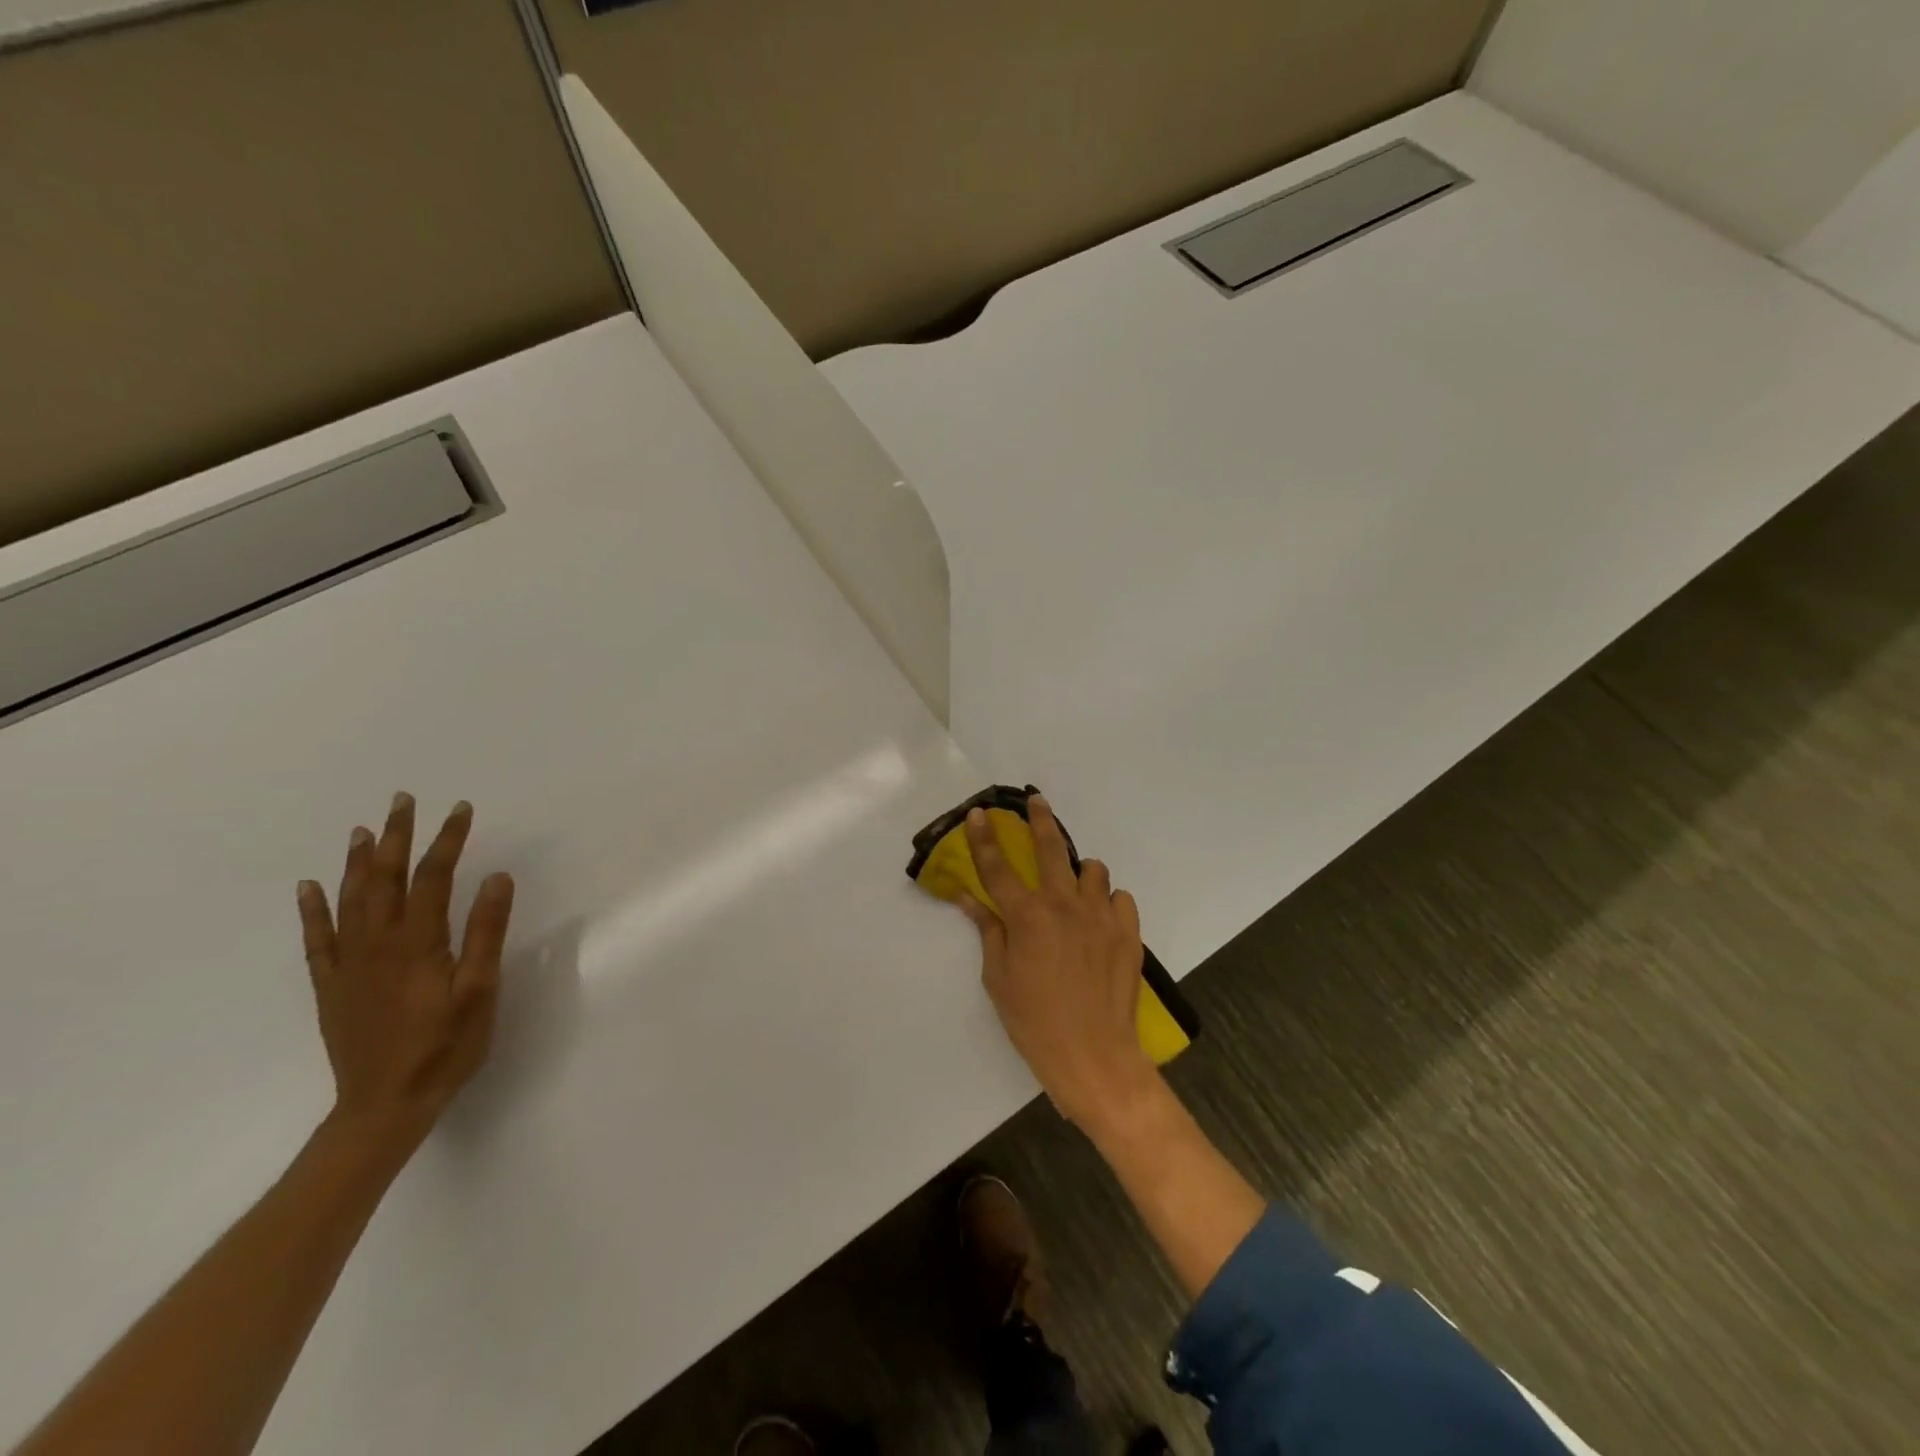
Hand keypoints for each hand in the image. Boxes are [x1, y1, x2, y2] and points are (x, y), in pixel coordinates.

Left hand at [296, 794, 514, 1155]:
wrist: (385, 1106)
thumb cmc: (446, 1046)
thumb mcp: (480, 990)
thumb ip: (486, 932)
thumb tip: (495, 877)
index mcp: (418, 943)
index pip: (433, 877)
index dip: (447, 840)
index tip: (460, 808)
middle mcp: (377, 944)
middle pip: (386, 879)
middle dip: (396, 837)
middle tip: (402, 800)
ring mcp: (348, 964)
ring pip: (350, 900)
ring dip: (358, 861)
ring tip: (364, 829)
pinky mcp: (332, 986)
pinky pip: (317, 939)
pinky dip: (313, 909)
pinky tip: (311, 886)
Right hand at [958, 795, 1158, 1131]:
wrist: (1094, 1056)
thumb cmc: (1034, 1022)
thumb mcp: (998, 978)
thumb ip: (987, 930)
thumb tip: (969, 898)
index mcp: (1026, 916)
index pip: (997, 866)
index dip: (984, 837)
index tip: (980, 813)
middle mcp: (1064, 904)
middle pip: (1051, 848)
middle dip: (1040, 820)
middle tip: (1037, 803)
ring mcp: (1101, 915)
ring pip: (1093, 869)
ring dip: (1080, 872)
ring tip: (1074, 888)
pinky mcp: (1128, 931)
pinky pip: (1120, 898)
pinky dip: (1108, 902)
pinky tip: (1099, 920)